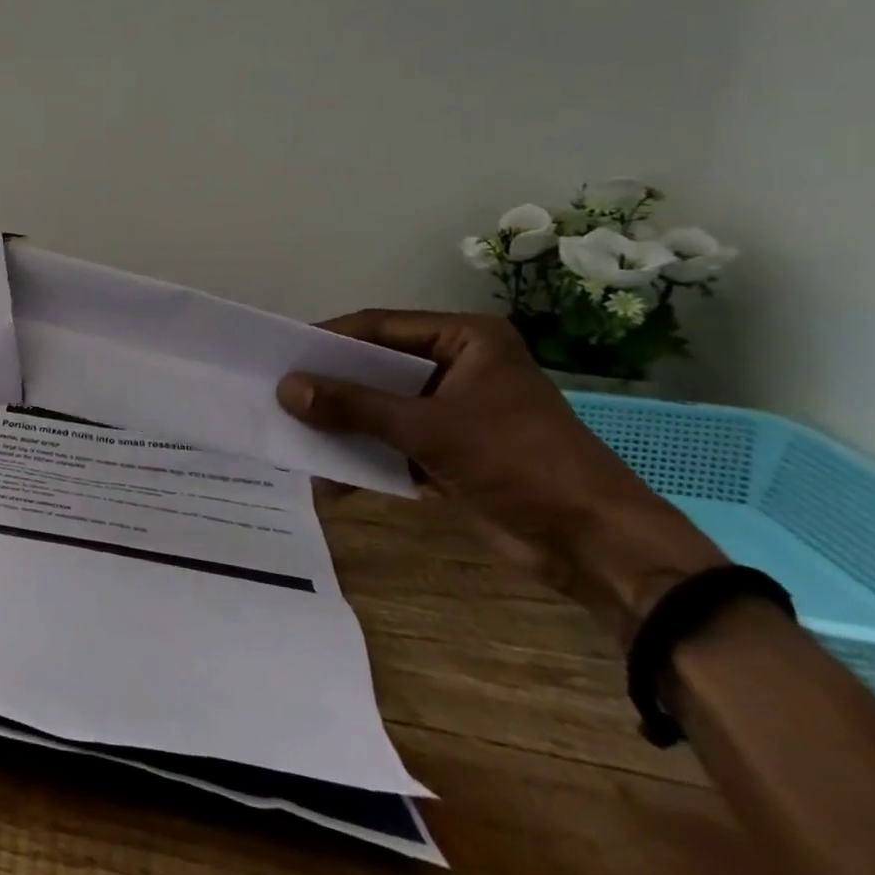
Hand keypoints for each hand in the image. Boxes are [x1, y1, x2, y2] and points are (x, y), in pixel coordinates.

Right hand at [276, 310, 725, 643]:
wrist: (597, 547)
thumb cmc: (519, 462)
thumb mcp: (429, 428)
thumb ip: (354, 406)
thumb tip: (285, 389)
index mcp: (465, 339)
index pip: (379, 326)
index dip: (329, 339)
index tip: (281, 354)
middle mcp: (457, 365)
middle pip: (376, 366)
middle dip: (331, 385)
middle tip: (278, 391)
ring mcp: (453, 409)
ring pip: (380, 405)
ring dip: (342, 422)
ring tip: (292, 430)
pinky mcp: (450, 449)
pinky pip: (392, 440)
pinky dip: (363, 454)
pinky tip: (328, 474)